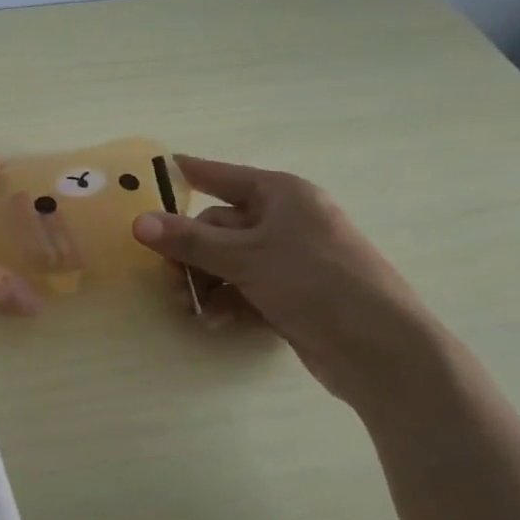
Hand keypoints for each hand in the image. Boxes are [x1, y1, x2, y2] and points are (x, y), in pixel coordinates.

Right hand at [131, 155, 458, 409]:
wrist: (382, 351)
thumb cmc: (315, 282)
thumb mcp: (246, 257)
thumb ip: (189, 240)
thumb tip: (137, 223)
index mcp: (282, 194)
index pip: (222, 176)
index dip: (189, 173)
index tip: (156, 168)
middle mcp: (287, 221)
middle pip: (220, 226)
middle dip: (192, 252)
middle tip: (167, 277)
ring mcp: (292, 260)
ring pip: (230, 261)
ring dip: (206, 281)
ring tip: (190, 307)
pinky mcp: (295, 295)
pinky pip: (247, 287)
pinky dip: (228, 301)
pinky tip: (214, 321)